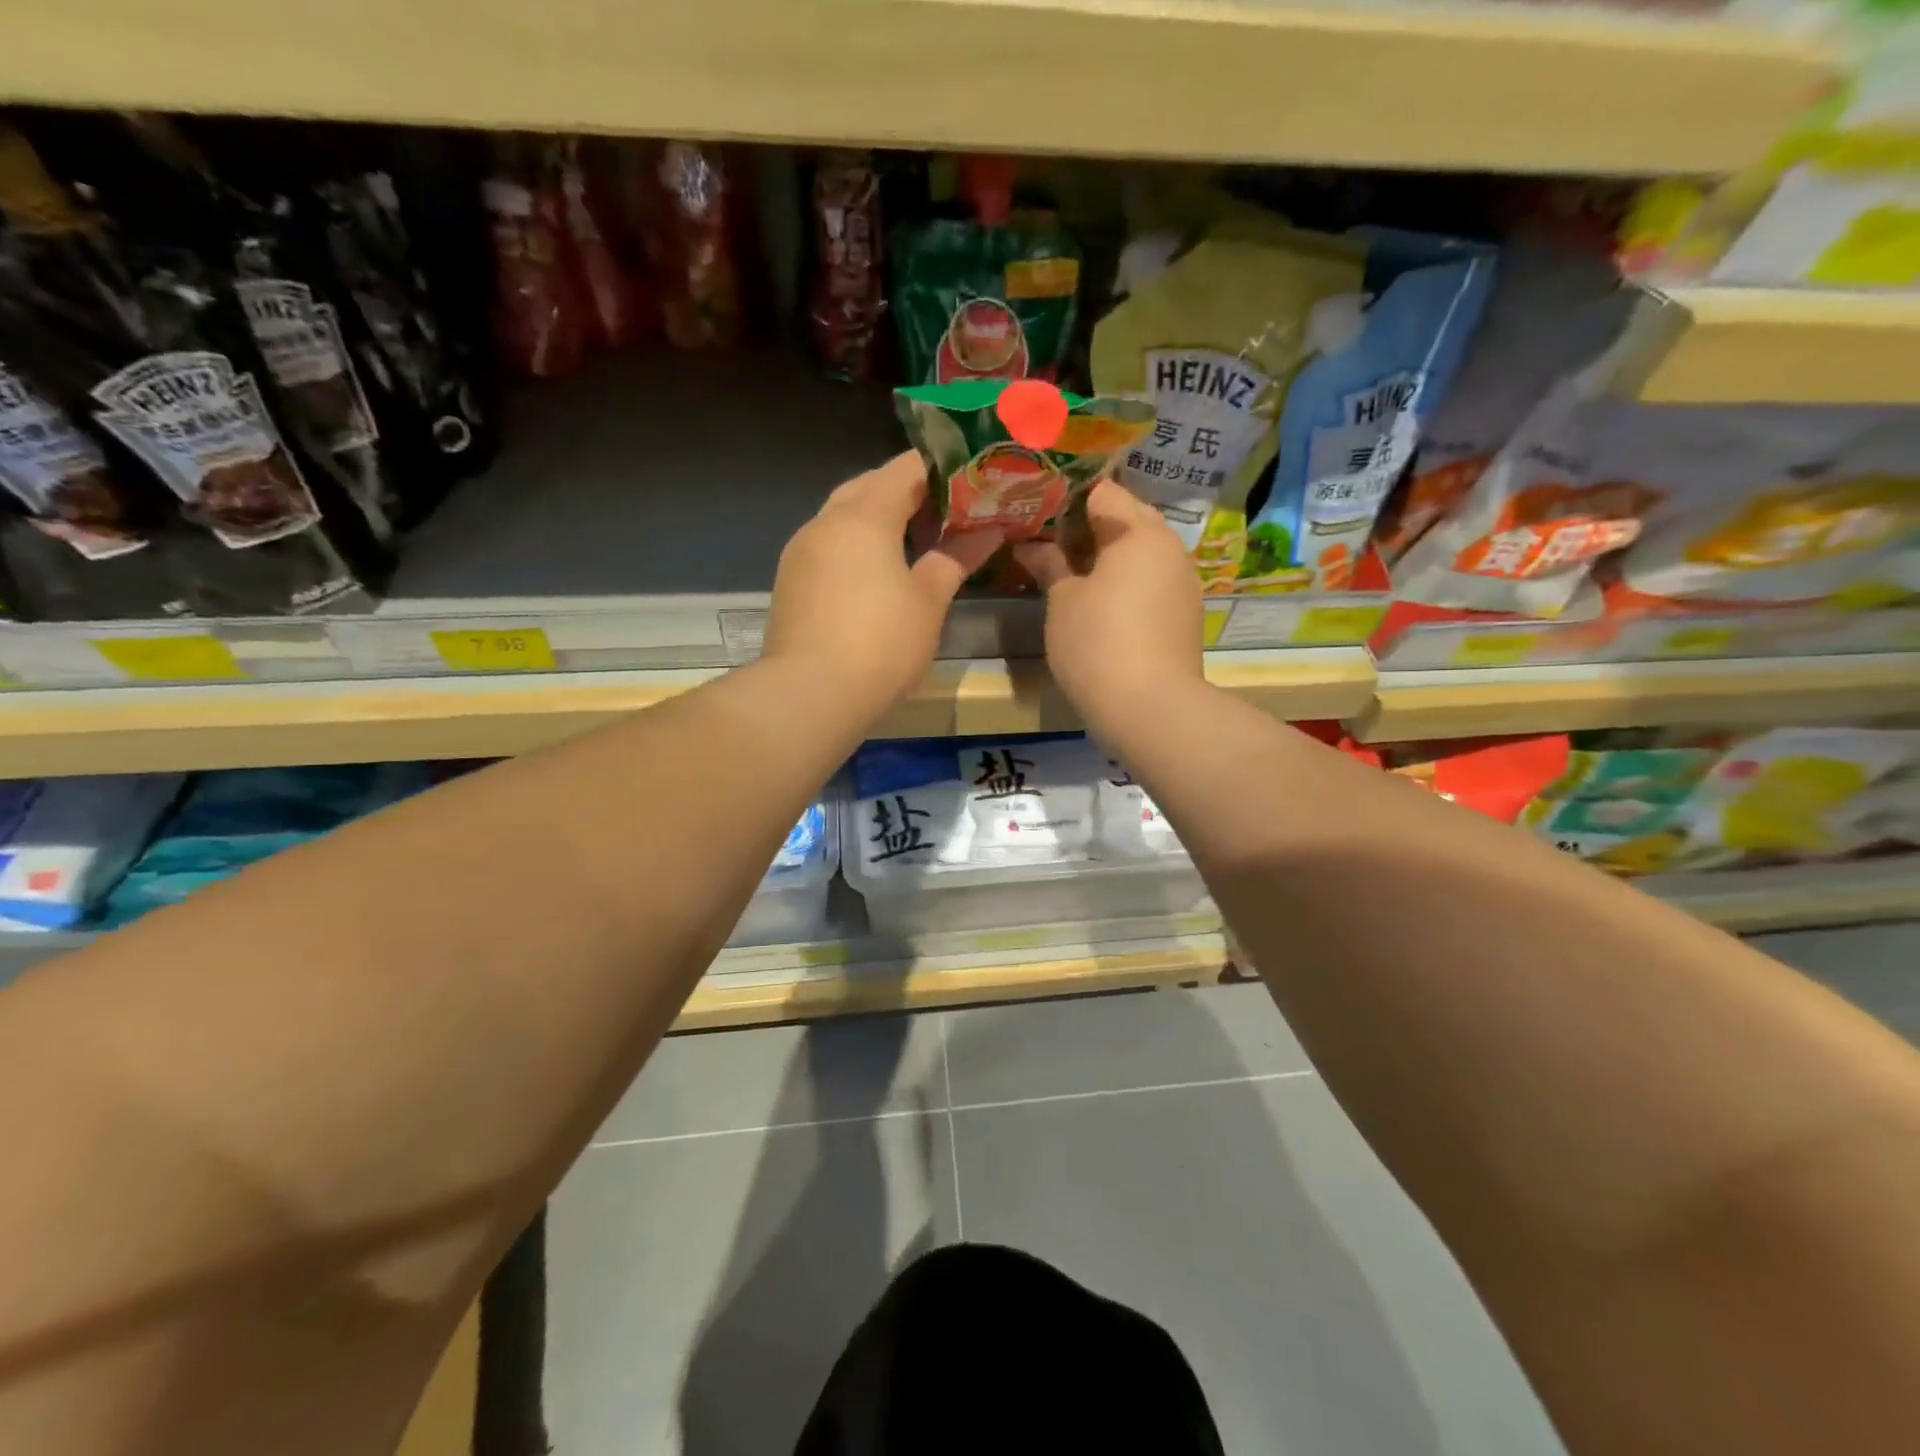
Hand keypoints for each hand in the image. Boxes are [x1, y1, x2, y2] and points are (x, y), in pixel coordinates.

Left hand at [763, 452, 1002, 716]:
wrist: (810, 694)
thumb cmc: (881, 644)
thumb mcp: (928, 602)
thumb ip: (956, 558)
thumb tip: (989, 531)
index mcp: (864, 516)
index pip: (906, 468)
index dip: (941, 470)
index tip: (970, 484)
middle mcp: (826, 521)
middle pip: (870, 486)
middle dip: (908, 492)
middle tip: (946, 515)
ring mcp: (802, 549)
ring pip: (844, 514)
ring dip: (878, 518)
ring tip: (915, 543)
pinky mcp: (790, 579)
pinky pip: (828, 544)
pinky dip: (855, 544)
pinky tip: (876, 573)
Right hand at [1013, 480, 1204, 735]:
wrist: (1151, 708)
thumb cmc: (1097, 643)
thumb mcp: (1063, 601)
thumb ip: (1049, 564)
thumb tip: (1030, 545)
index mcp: (1138, 530)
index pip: (1102, 491)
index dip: (1067, 497)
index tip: (1038, 511)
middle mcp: (1168, 546)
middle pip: (1126, 518)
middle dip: (1088, 526)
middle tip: (1049, 542)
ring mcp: (1182, 580)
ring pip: (1141, 551)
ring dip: (1108, 555)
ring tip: (1071, 572)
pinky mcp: (1184, 612)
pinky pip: (1151, 580)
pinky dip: (1126, 580)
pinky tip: (1101, 601)